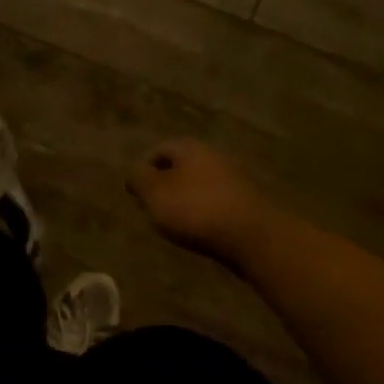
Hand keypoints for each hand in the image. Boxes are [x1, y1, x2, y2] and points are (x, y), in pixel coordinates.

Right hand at [128, 138, 269, 264]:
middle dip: (166, 185)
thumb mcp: (154, 193)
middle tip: (155, 208)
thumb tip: (132, 172)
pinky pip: (216, 201)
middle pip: (181, 166)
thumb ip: (138, 179)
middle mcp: (213, 155)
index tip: (138, 194)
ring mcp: (234, 178)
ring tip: (175, 222)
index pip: (159, 149)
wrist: (251, 235)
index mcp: (189, 148)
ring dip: (185, 199)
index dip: (144, 170)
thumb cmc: (194, 209)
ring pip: (199, 184)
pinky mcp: (246, 201)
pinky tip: (200, 229)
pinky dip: (204, 211)